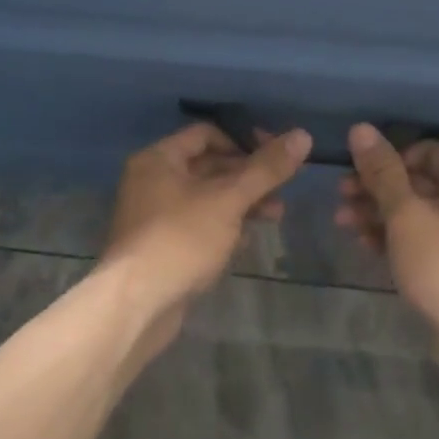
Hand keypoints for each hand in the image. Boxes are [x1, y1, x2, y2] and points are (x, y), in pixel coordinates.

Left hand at [99, 121, 311, 341]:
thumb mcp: (229, 199)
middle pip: (208, 166)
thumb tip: (302, 135)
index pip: (207, 134)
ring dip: (241, 203)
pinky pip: (198, 225)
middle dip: (248, 177)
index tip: (276, 157)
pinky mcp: (161, 247)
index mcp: (159, 159)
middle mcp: (152, 181)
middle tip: (282, 190)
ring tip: (275, 215)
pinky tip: (247, 241)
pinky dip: (224, 227)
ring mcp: (155, 216)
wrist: (136, 305)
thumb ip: (265, 169)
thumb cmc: (181, 239)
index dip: (243, 141)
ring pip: (206, 198)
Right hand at [336, 125, 438, 380]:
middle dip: (376, 188)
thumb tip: (360, 129)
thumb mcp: (406, 213)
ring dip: (378, 213)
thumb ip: (382, 172)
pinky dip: (393, 238)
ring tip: (343, 223)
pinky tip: (364, 244)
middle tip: (339, 197)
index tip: (357, 172)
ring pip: (415, 213)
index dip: (389, 158)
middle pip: (418, 182)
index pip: (426, 151)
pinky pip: (421, 240)